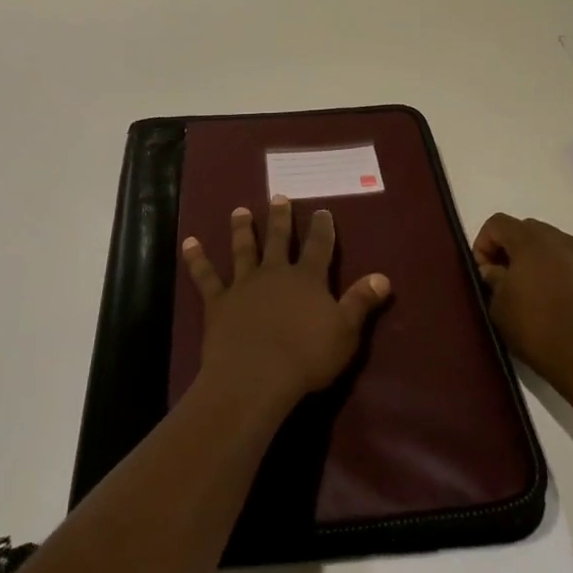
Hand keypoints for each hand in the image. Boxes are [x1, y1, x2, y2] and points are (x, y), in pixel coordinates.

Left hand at [183, 196, 390, 414]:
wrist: (255, 376)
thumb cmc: (306, 356)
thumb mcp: (345, 331)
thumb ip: (361, 301)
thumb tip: (383, 277)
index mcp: (307, 279)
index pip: (319, 246)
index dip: (322, 228)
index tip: (323, 211)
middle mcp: (275, 273)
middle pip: (278, 240)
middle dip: (280, 218)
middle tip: (278, 196)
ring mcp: (244, 285)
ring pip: (243, 250)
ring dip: (242, 229)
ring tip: (239, 210)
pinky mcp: (218, 302)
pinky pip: (205, 276)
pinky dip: (197, 258)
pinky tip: (189, 242)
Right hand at [473, 214, 572, 403]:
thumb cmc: (535, 328)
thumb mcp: (499, 305)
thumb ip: (492, 279)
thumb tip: (494, 270)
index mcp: (532, 242)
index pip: (498, 222)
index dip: (483, 243)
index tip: (483, 272)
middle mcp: (560, 241)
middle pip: (525, 229)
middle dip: (508, 247)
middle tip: (501, 277)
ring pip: (549, 244)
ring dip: (532, 258)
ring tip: (526, 289)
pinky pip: (567, 263)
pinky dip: (553, 271)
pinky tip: (550, 301)